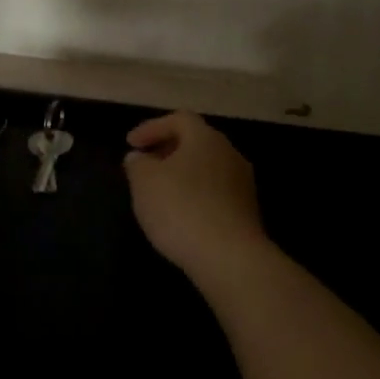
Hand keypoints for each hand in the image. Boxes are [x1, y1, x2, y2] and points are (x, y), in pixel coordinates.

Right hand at [123, 111, 270, 285]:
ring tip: (160, 194)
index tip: (131, 145)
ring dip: (183, 176)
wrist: (230, 259)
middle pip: (195, 142)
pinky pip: (216, 194)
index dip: (152, 128)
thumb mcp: (144, 182)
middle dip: (168, 151)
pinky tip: (181, 217)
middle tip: (146, 166)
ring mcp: (242, 184)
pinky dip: (196, 197)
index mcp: (205, 138)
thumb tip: (139, 158)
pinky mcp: (247, 213)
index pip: (178, 119)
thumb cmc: (182, 208)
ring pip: (206, 169)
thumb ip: (138, 164)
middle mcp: (229, 153)